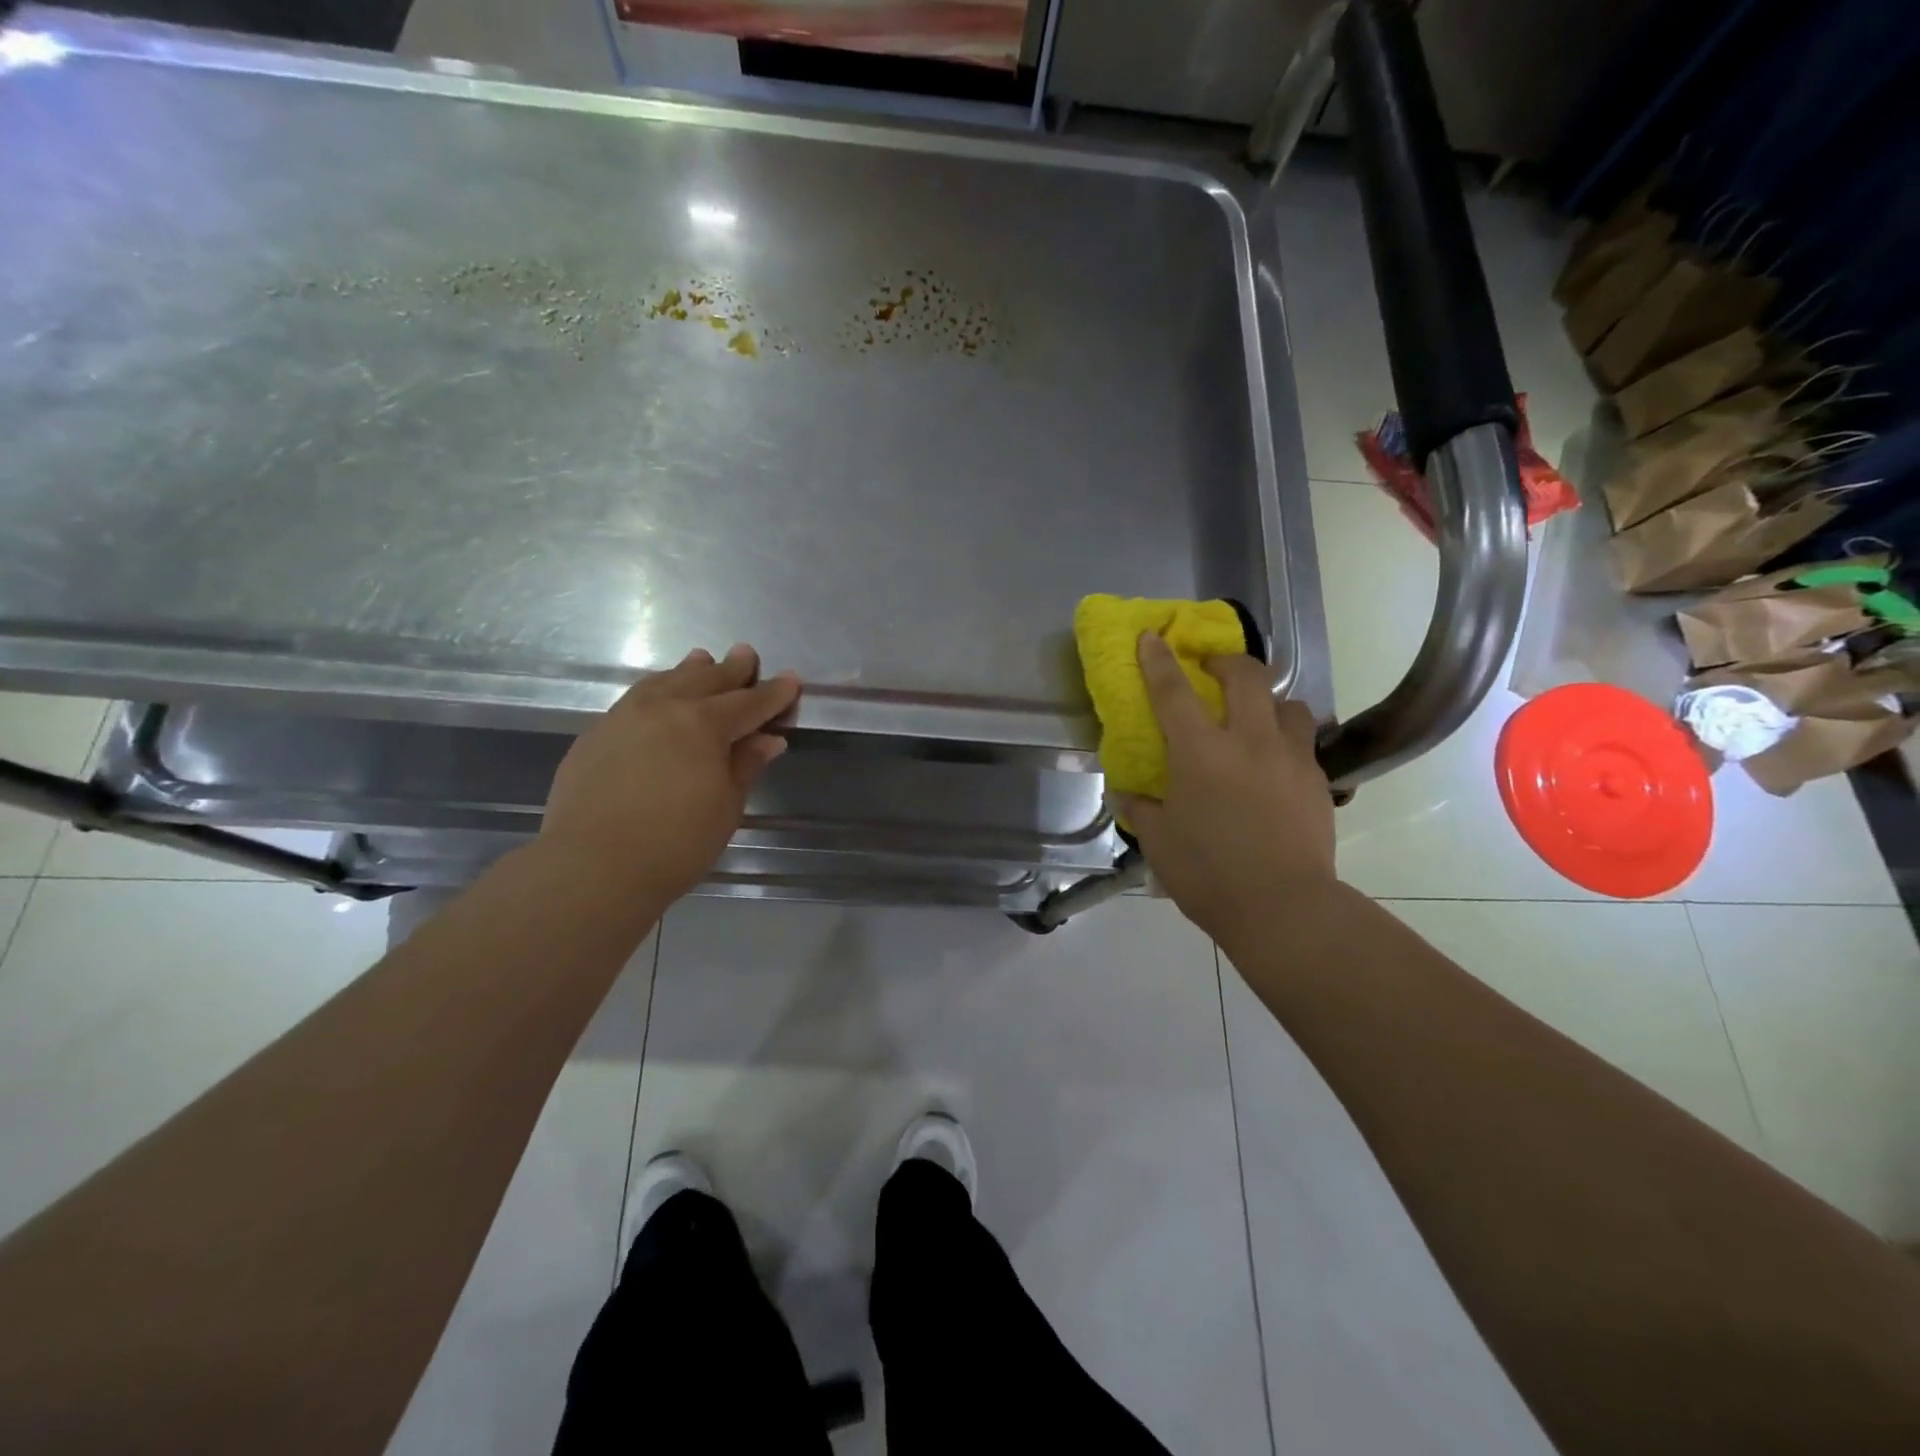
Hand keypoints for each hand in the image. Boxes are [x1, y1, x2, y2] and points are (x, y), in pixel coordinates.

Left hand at [541, 644, 800, 904]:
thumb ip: (745, 766)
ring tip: (701, 661)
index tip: (791, 680)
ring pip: (663, 682)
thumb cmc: (676, 842)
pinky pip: (634, 700)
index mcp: (703, 724)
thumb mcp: (726, 806)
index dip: (773, 693)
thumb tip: (768, 739)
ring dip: (688, 672)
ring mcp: (623, 717)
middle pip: (705, 681)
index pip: (749, 703)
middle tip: (746, 655)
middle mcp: (663, 708)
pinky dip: (655, 691)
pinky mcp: (595, 735)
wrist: (592, 867)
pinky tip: (657, 699)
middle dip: (731, 670)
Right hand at [1120, 632, 1335, 947]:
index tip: (1152, 636)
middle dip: (1227, 661)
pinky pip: (1304, 743)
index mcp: (1201, 752)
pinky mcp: (1318, 781)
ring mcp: (1290, 759)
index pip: (1174, 692)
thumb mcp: (1160, 843)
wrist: (1284, 908)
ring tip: (1256, 719)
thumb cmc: (1209, 874)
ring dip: (1269, 700)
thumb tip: (1130, 796)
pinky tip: (1275, 767)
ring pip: (1289, 704)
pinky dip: (1286, 741)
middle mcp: (1249, 742)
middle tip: (1213, 669)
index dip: (1159, 660)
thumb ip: (1142, 811)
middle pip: (1246, 676)